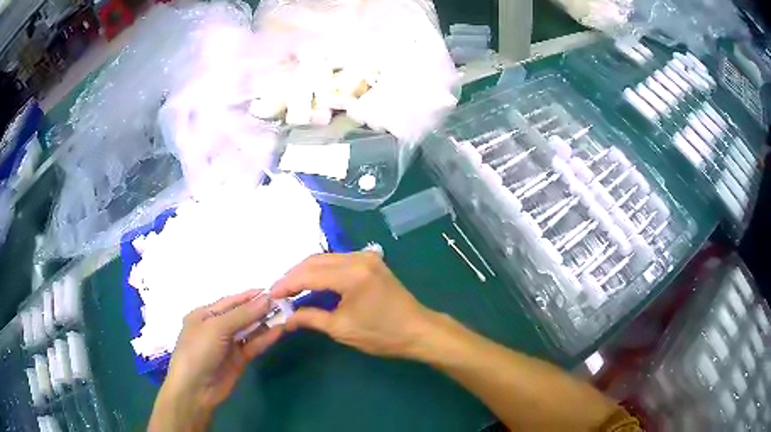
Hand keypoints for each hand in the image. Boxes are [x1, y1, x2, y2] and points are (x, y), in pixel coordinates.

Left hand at [149, 291, 283, 431]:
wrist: (196, 389)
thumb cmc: (199, 350)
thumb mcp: (217, 328)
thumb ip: (242, 314)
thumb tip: (266, 298)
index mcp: (205, 315)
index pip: (230, 302)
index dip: (249, 296)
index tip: (271, 291)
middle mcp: (216, 327)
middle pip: (241, 315)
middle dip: (259, 309)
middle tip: (283, 303)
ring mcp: (228, 344)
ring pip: (249, 330)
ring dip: (265, 323)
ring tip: (286, 315)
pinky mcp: (239, 359)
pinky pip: (253, 345)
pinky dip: (265, 338)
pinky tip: (279, 331)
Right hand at [271, 252, 435, 358]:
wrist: (418, 331)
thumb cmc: (381, 334)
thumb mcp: (341, 328)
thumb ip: (310, 318)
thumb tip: (286, 318)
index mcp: (351, 274)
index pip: (309, 274)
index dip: (287, 284)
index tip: (271, 295)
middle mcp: (358, 258)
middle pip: (315, 260)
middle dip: (294, 275)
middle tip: (278, 291)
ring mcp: (366, 257)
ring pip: (326, 258)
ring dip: (307, 271)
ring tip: (291, 288)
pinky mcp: (371, 261)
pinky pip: (338, 261)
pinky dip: (322, 270)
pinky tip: (312, 282)